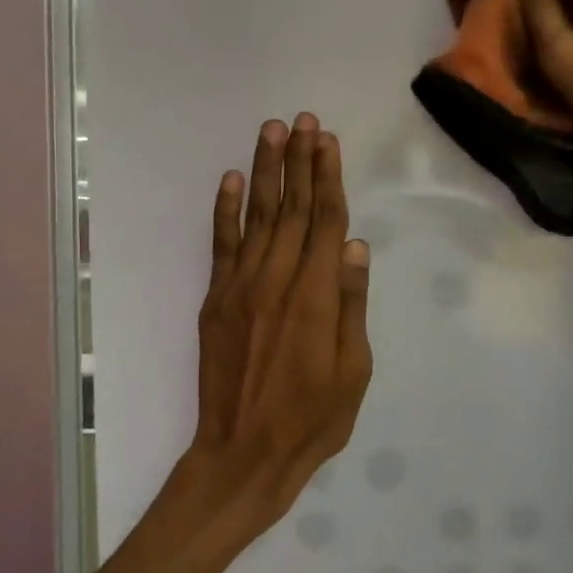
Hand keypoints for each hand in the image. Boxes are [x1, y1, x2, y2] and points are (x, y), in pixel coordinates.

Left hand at [168, 114, 373, 538]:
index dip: (328, 178)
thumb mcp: (353, 370)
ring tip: (271, 130)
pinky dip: (226, 209)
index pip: (325, 221)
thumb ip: (351, 304)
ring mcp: (241, 287)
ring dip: (265, 171)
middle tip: (302, 119)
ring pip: (257, 216)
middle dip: (298, 161)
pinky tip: (232, 179)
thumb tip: (356, 246)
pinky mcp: (216, 300)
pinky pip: (221, 244)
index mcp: (316, 296)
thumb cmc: (312, 419)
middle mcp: (277, 280)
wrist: (243, 453)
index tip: (327, 140)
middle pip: (292, 208)